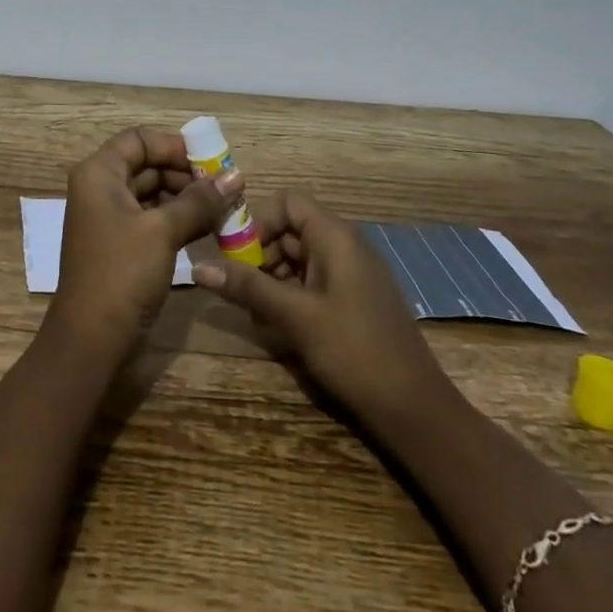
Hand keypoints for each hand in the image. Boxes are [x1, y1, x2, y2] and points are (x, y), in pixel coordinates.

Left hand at [47, 126, 237, 359]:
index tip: (212, 163)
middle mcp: (100, 188)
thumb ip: (200, 201)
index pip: (140, 140)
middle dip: (187, 175)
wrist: (91, 340)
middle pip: (148, 164)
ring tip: (225, 210)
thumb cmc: (122, 273)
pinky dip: (179, 220)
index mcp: (99, 173)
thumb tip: (237, 175)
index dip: (175, 146)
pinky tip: (209, 229)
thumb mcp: (163, 231)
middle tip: (226, 189)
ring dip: (188, 199)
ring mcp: (109, 217)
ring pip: (153, 193)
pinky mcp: (121, 244)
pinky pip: (152, 218)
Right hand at [192, 192, 447, 424]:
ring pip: (300, 257)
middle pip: (291, 229)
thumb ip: (246, 286)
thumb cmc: (353, 351)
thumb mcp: (294, 317)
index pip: (287, 202)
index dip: (257, 220)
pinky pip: (314, 281)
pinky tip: (277, 325)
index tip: (234, 253)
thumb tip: (198, 266)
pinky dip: (291, 294)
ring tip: (254, 311)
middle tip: (238, 287)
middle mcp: (345, 245)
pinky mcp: (355, 300)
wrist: (415, 409)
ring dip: (272, 277)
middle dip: (259, 253)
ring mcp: (353, 274)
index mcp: (335, 236)